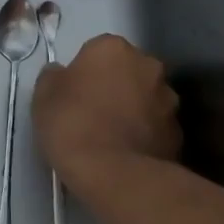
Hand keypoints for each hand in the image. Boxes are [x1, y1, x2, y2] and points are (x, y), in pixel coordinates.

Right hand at [32, 34, 180, 193]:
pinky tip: (126, 154)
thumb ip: (54, 76)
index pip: (97, 50)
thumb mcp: (43, 95)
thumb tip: (62, 74)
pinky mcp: (179, 134)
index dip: (84, 71)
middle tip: (92, 111)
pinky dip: (144, 135)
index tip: (73, 92)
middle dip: (115, 85)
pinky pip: (156, 127)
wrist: (114, 174)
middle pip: (127, 70)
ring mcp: (169, 100)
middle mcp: (148, 66)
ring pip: (146, 98)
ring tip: (111, 137)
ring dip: (133, 109)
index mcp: (114, 48)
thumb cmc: (73, 123)